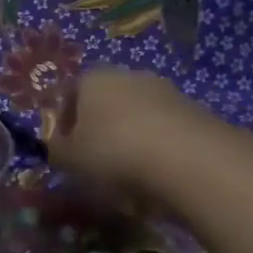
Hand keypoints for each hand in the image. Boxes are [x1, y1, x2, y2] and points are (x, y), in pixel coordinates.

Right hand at [47, 66, 213, 199]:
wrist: (189, 160)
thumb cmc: (114, 153)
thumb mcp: (70, 160)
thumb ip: (57, 151)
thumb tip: (57, 146)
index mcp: (93, 79)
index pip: (69, 94)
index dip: (64, 122)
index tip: (65, 150)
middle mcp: (129, 76)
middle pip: (105, 102)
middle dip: (99, 130)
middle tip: (95, 163)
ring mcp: (165, 91)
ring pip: (136, 116)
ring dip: (129, 140)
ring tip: (128, 177)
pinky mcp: (195, 111)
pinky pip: (164, 131)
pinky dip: (157, 149)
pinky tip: (157, 176)